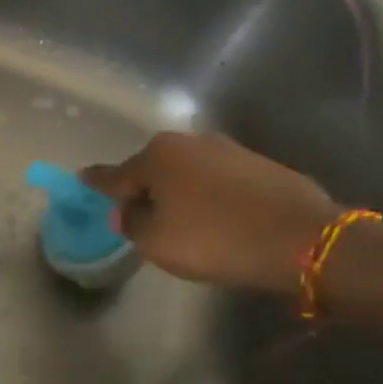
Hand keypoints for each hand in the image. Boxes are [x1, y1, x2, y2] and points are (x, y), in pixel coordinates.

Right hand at [81, 132, 339, 293]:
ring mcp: (228, 149)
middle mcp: (189, 142)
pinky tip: (216, 217)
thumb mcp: (156, 241)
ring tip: (182, 221)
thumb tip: (127, 210)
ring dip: (180, 192)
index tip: (82, 180)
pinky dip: (210, 196)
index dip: (98, 182)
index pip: (116, 173)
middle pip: (154, 169)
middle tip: (139, 215)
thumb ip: (131, 223)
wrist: (300, 237)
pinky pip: (218, 181)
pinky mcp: (259, 164)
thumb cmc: (214, 238)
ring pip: (188, 173)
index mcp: (157, 155)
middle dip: (144, 188)